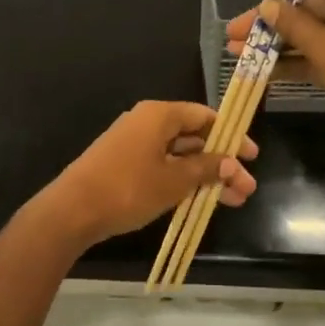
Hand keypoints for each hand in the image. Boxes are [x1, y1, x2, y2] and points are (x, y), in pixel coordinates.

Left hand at [35, 101, 258, 247]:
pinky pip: (162, 166)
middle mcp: (146, 123)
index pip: (204, 116)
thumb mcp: (175, 181)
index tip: (251, 156)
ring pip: (178, 155)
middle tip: (246, 188)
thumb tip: (231, 163)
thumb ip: (206, 169)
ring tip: (232, 201)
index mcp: (159, 115)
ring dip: (205, 176)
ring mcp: (133, 144)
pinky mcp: (124, 164)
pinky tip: (200, 200)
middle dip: (221, 163)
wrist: (73, 210)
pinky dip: (183, 180)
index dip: (231, 135)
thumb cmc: (129, 188)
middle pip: (193, 137)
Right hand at [224, 0, 324, 112]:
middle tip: (234, 29)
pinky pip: (316, 53)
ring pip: (307, 30)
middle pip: (305, 2)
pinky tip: (261, 71)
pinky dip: (292, 60)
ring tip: (236, 51)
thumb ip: (293, 25)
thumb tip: (267, 5)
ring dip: (274, 40)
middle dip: (268, 16)